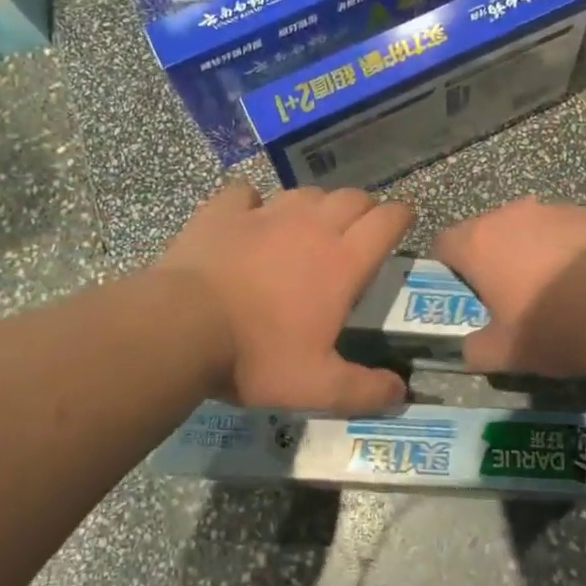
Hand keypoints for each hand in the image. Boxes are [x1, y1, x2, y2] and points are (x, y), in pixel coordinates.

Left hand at [158, 180, 412, 412]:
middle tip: (359, 233)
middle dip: (364, 209)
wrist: (183, 328)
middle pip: (352, 197)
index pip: (387, 221)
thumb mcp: (317, 387)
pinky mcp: (224, 211)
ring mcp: (266, 214)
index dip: (401, 218)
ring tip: (310, 227)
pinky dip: (254, 202)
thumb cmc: (257, 356)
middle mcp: (312, 226)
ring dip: (316, 206)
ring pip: (306, 192)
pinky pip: (247, 192)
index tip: (403, 224)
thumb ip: (364, 390)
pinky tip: (249, 218)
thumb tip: (401, 393)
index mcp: (342, 261)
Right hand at [431, 197, 585, 376]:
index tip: (465, 295)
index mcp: (479, 243)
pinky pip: (566, 231)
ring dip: (530, 252)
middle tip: (508, 296)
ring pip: (528, 229)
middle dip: (492, 260)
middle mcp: (512, 215)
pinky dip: (567, 251)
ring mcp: (555, 210)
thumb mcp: (506, 354)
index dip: (448, 269)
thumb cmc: (556, 327)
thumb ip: (476, 350)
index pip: (443, 244)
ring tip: (554, 290)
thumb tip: (469, 349)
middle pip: (487, 232)